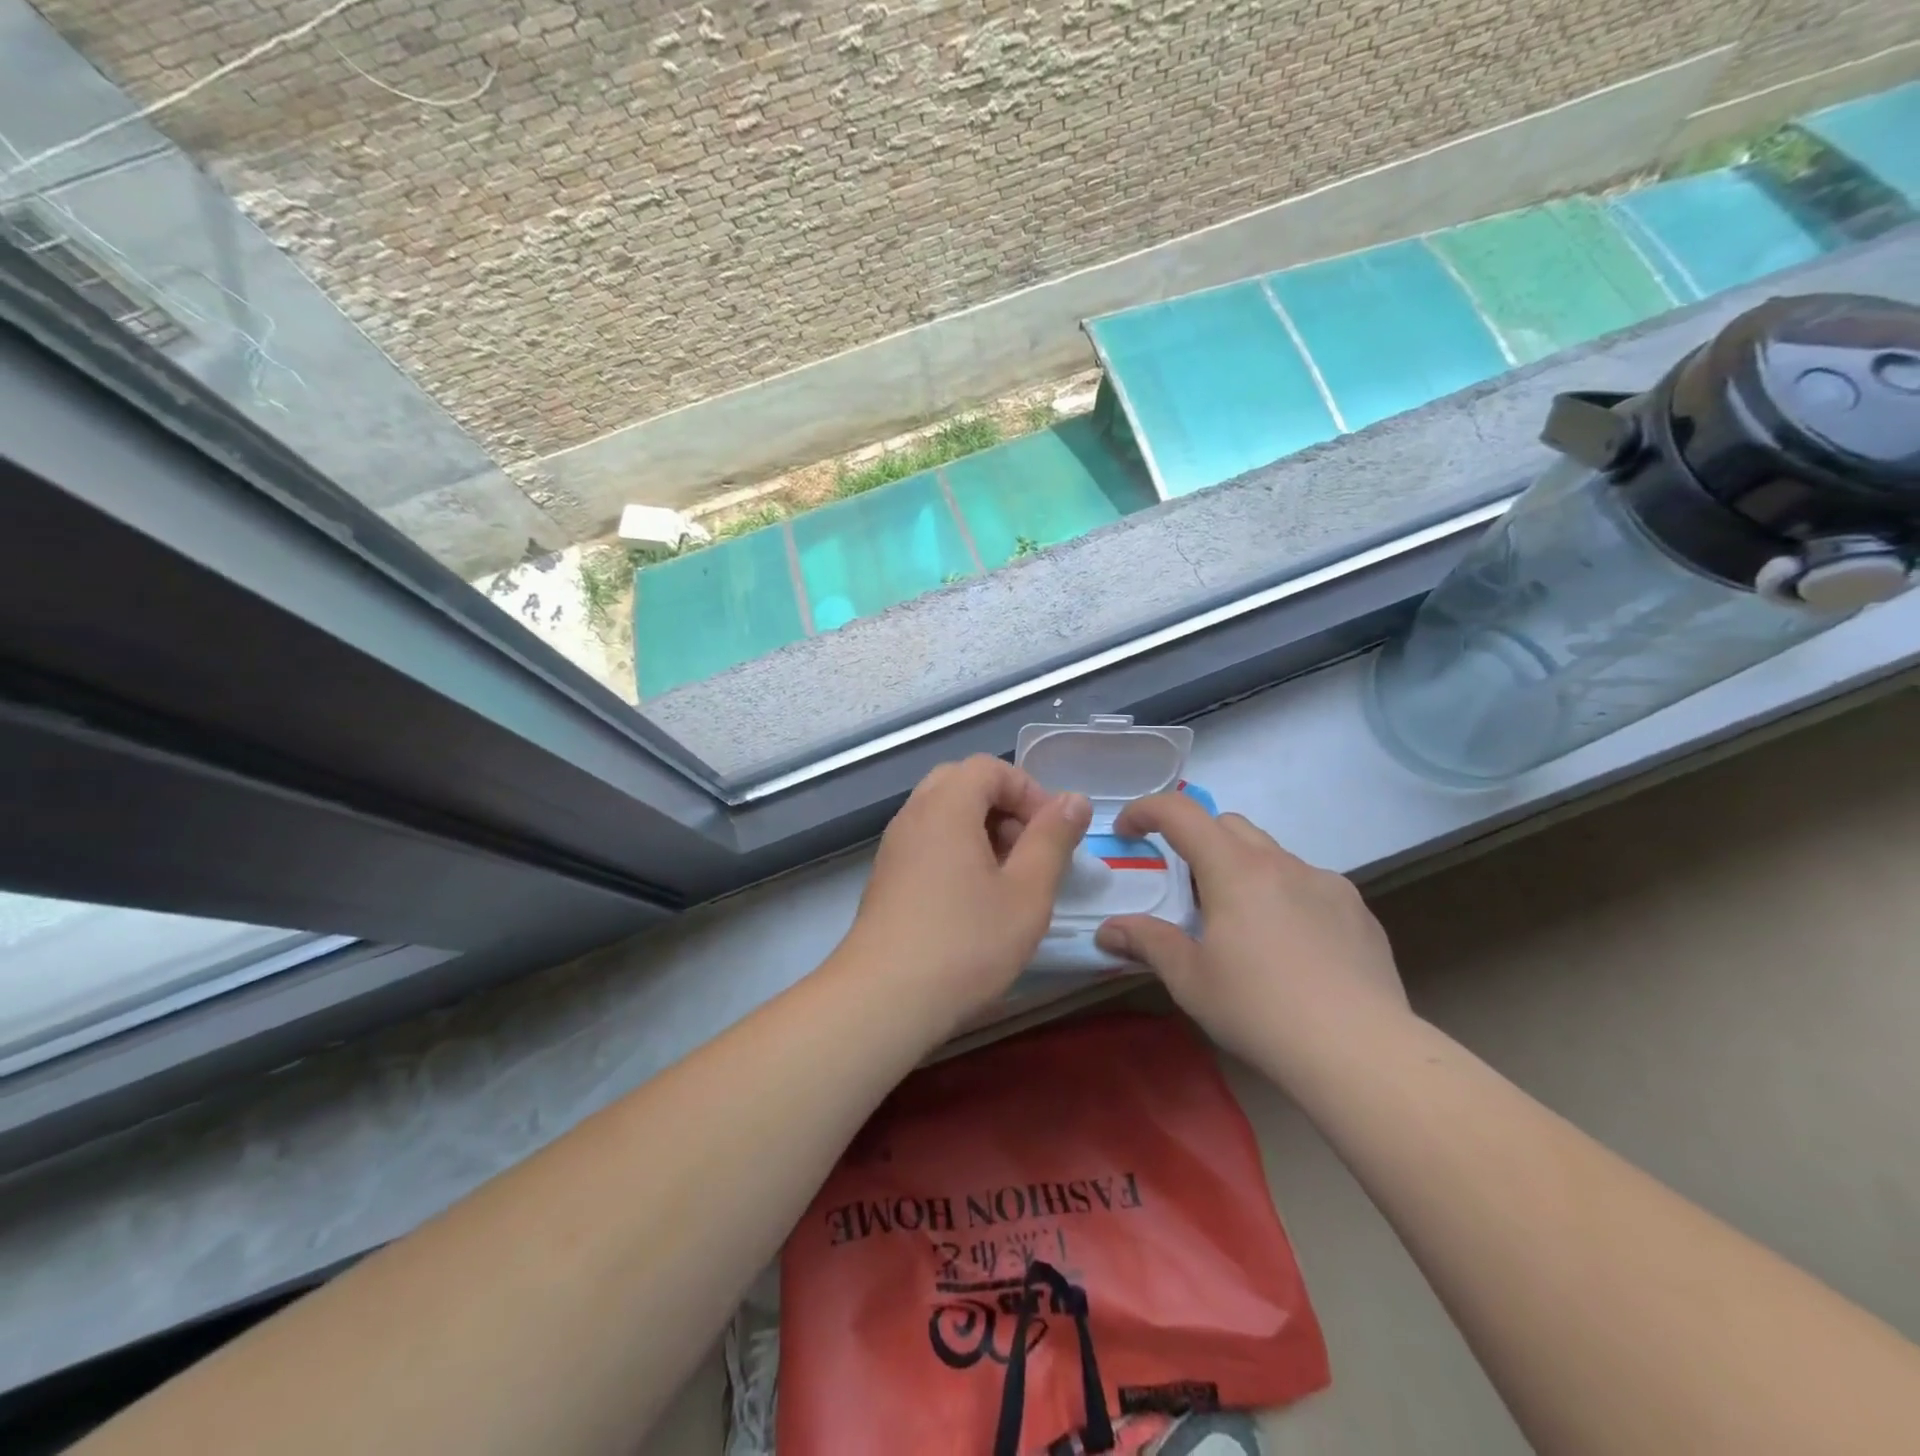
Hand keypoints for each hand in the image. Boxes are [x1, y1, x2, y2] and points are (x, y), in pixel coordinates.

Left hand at [840, 756, 1091, 1021]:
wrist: (883, 1000)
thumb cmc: (965, 943)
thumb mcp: (1027, 892)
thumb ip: (1053, 839)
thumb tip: (1074, 799)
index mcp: (946, 806)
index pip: (990, 768)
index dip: (1029, 791)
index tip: (1053, 833)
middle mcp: (914, 815)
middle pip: (962, 784)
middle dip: (1004, 807)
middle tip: (1029, 850)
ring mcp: (894, 847)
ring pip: (943, 814)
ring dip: (981, 831)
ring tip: (1008, 879)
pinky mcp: (886, 878)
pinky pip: (928, 842)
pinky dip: (957, 852)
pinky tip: (975, 900)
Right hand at [1093, 794, 1407, 1070]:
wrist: (1361, 1053)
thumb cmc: (1260, 1011)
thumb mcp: (1190, 980)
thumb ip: (1147, 943)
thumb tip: (1108, 931)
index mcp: (1235, 870)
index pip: (1181, 812)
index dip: (1146, 811)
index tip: (1128, 833)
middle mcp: (1281, 863)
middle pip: (1227, 824)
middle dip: (1195, 840)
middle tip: (1185, 890)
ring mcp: (1326, 883)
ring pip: (1271, 854)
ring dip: (1242, 869)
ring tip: (1240, 924)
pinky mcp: (1357, 910)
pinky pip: (1308, 884)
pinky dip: (1283, 895)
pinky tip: (1289, 946)